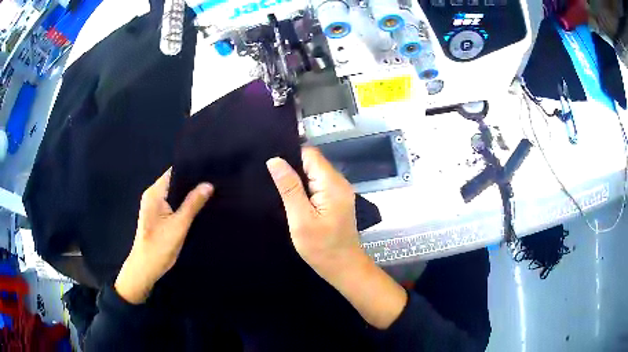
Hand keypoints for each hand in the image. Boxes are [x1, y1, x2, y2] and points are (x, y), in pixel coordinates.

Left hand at [115, 168, 212, 303]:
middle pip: (174, 182)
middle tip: (214, 181)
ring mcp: (155, 206)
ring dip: (189, 194)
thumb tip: (208, 185)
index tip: (209, 169)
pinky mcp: (158, 216)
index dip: (190, 169)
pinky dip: (184, 204)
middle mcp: (153, 196)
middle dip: (192, 182)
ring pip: (175, 194)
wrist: (145, 268)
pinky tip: (198, 206)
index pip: (174, 172)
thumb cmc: (159, 246)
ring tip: (210, 191)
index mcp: (155, 193)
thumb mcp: (179, 225)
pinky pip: (173, 204)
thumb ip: (193, 204)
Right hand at [266, 147, 361, 277]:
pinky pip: (317, 185)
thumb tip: (275, 160)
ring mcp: (339, 191)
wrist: (344, 267)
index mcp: (332, 184)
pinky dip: (304, 188)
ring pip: (314, 173)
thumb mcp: (301, 219)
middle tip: (269, 177)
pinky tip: (291, 197)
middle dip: (292, 167)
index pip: (310, 154)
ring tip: (276, 186)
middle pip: (312, 162)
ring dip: (297, 178)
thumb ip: (289, 188)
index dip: (290, 155)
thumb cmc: (321, 247)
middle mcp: (339, 182)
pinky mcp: (336, 200)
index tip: (270, 163)